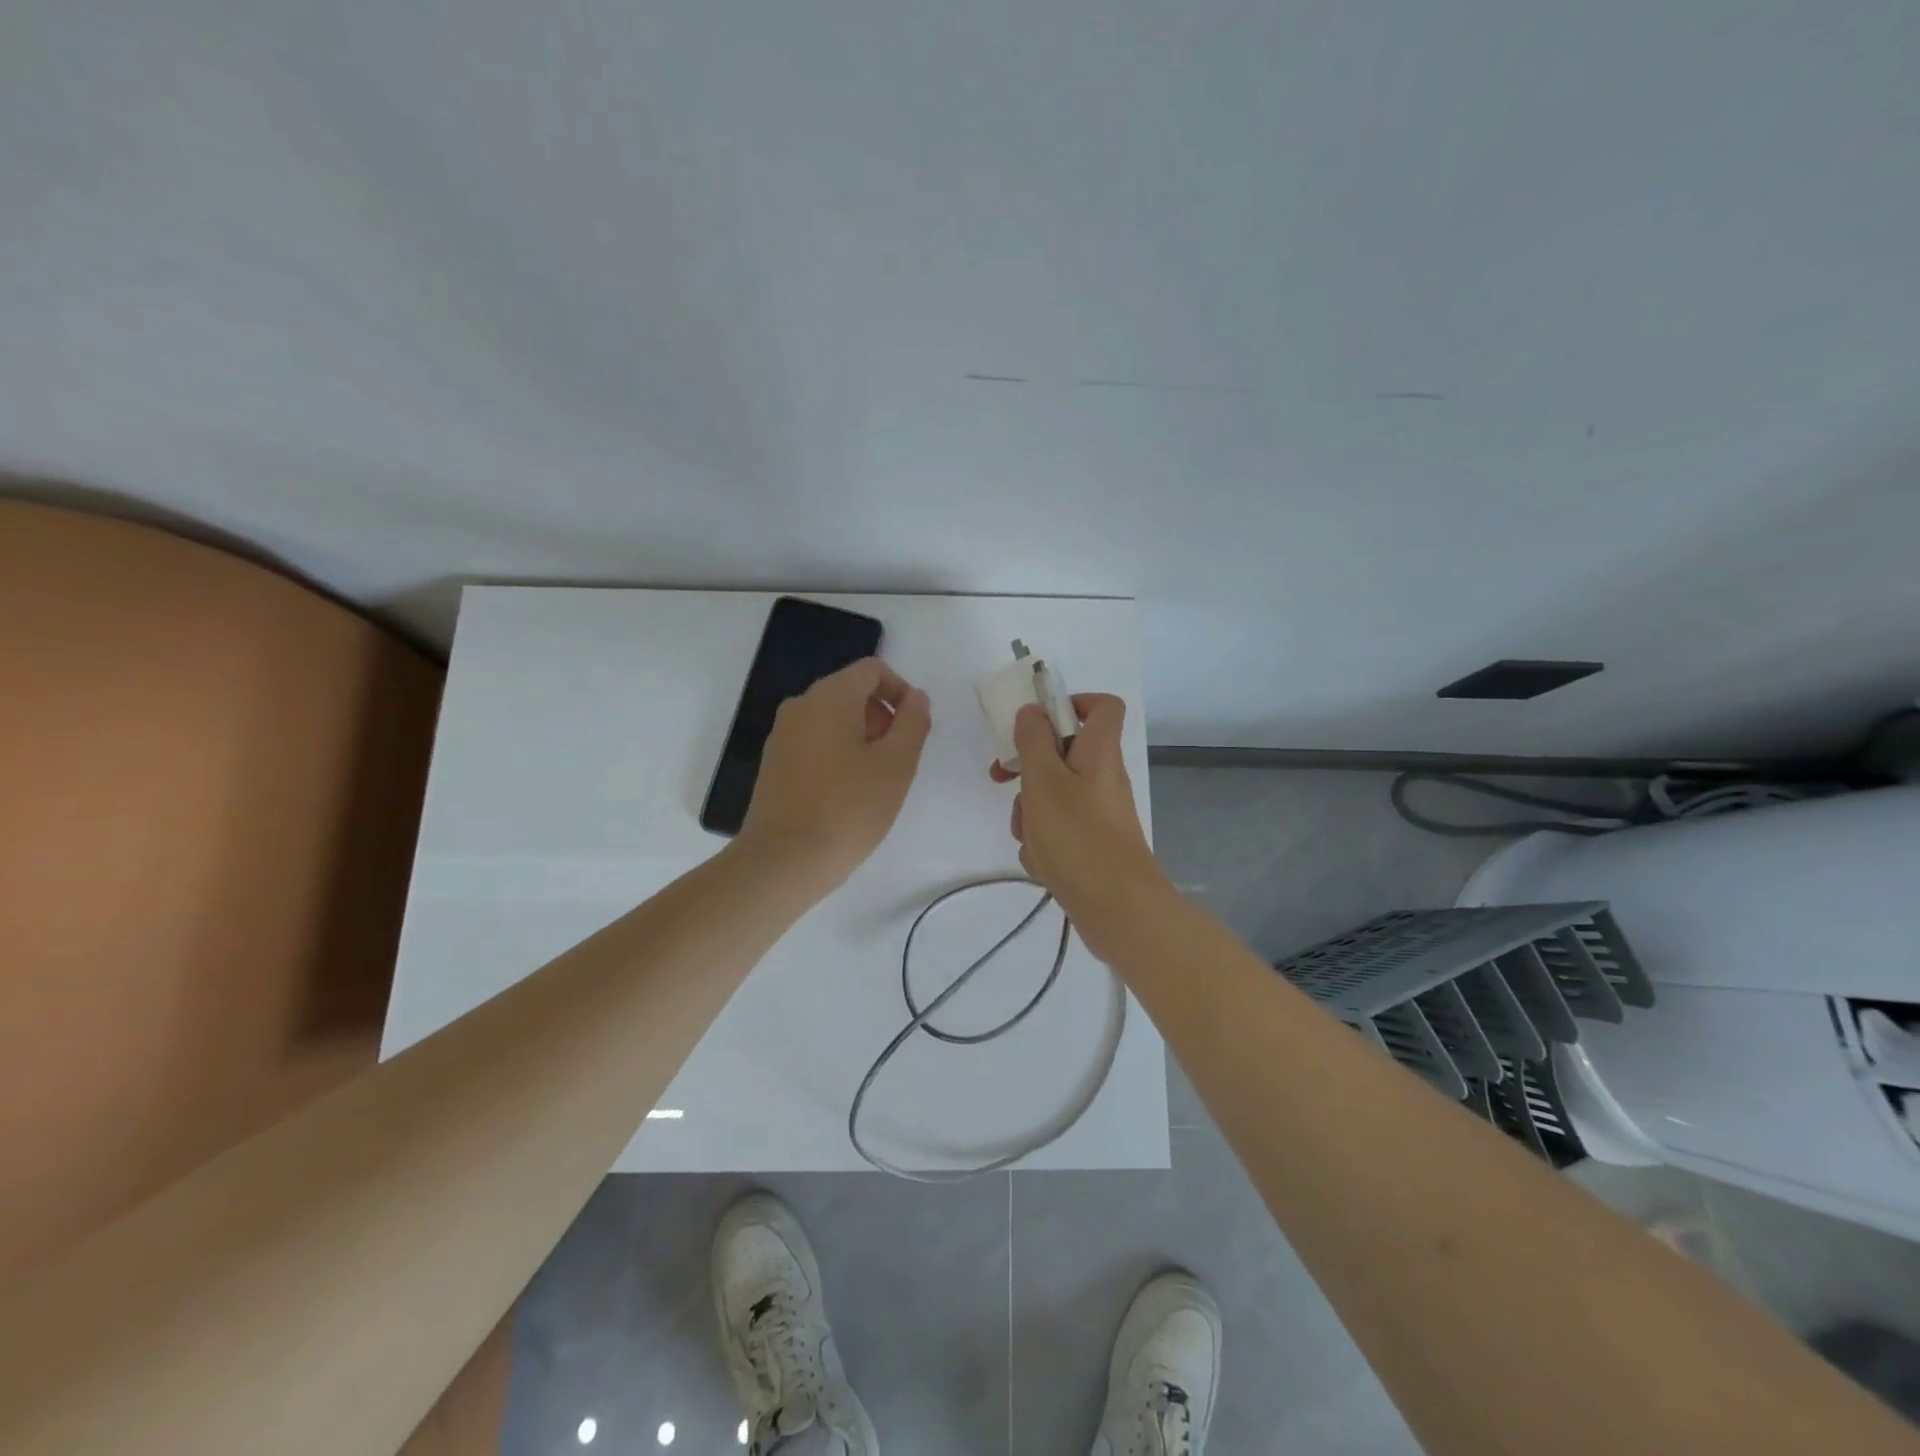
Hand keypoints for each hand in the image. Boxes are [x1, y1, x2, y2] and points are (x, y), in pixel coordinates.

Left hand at [737, 657, 931, 895]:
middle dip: (882, 715)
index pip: (871, 670)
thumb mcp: (896, 765)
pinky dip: (838, 752)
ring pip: (832, 718)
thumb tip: (916, 698)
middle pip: (851, 691)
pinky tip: (848, 793)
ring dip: (862, 736)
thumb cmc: (848, 809)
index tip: (914, 727)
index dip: (901, 690)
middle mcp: (800, 706)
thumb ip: (912, 723)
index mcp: (829, 698)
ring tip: (876, 780)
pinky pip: (814, 741)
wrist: (783, 861)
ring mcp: (782, 735)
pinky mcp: (774, 764)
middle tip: (899, 758)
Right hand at [990, 694, 1171, 955]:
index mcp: (1099, 752)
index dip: (1070, 703)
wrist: (1117, 910)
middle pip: (1063, 753)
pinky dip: (1043, 840)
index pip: (1102, 706)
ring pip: (1053, 794)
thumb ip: (1034, 741)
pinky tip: (1040, 861)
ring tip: (1029, 835)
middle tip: (1002, 778)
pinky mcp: (1091, 843)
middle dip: (1028, 768)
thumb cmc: (1078, 837)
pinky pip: (1058, 828)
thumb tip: (1032, 711)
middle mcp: (1102, 777)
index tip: (1036, 720)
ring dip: (1030, 811)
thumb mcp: (1044, 781)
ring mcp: (1098, 812)